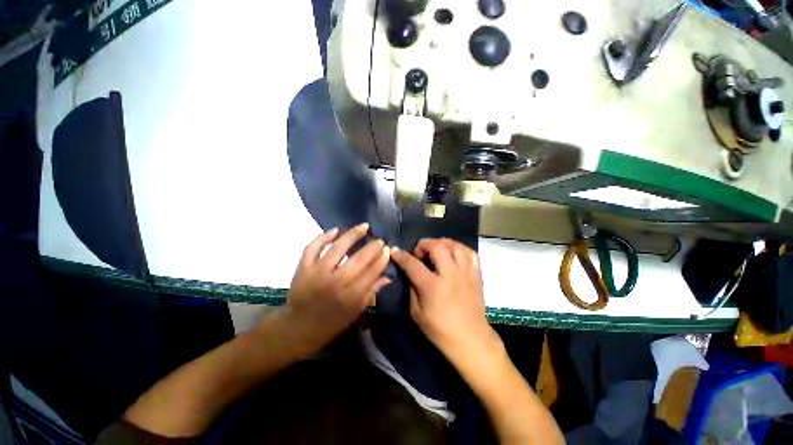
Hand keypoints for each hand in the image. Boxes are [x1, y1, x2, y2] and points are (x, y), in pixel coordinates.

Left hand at [284, 223, 390, 354]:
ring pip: (338, 247)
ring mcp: (317, 272)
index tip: (387, 249)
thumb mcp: (355, 312)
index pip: (371, 272)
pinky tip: (335, 230)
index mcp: (350, 296)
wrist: (297, 328)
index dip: (382, 259)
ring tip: (364, 226)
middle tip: (380, 240)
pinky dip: (323, 237)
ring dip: (353, 234)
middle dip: (372, 247)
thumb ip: (372, 291)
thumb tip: (388, 276)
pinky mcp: (303, 267)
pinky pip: (313, 247)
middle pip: (359, 258)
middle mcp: (335, 282)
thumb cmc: (331, 323)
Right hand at [390, 238, 498, 365]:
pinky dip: (459, 248)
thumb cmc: (440, 330)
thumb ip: (412, 288)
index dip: (401, 256)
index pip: (413, 264)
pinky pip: (470, 252)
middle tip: (419, 253)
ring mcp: (466, 273)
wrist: (470, 339)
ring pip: (455, 245)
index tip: (395, 251)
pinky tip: (452, 254)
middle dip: (424, 244)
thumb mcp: (416, 313)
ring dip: (442, 243)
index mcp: (433, 287)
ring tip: (436, 250)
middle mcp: (451, 275)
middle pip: (437, 247)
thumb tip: (409, 271)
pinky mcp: (476, 274)